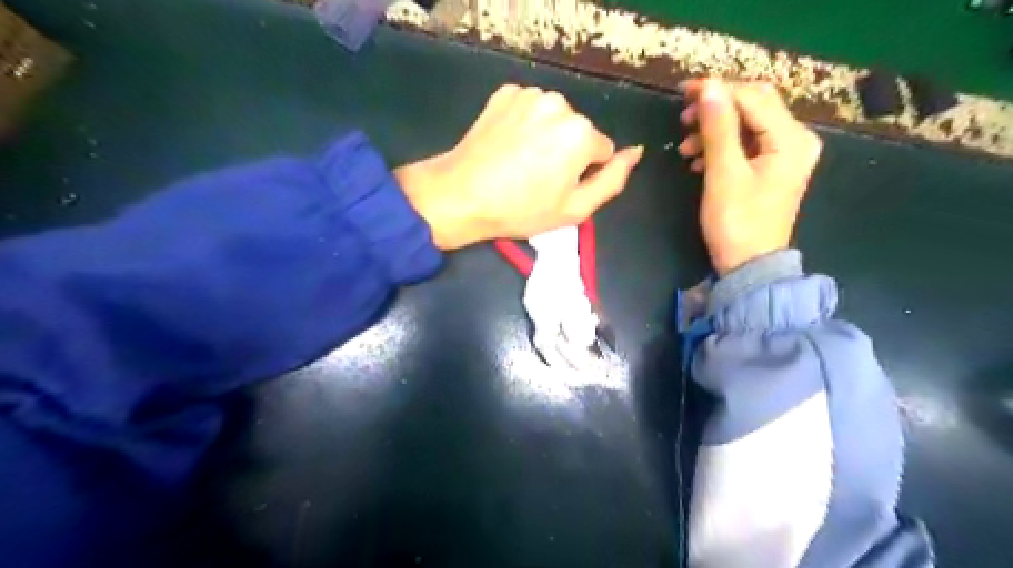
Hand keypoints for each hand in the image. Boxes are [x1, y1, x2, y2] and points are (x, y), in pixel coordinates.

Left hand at [393, 84, 638, 250]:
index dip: (584, 174)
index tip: (558, 189)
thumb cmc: (521, 209)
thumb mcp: (575, 209)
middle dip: (566, 152)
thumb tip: (635, 152)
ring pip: (554, 118)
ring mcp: (530, 94)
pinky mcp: (505, 92)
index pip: (602, 151)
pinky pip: (529, 108)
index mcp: (581, 133)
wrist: (462, 195)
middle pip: (579, 131)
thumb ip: (613, 180)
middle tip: (537, 179)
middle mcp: (560, 104)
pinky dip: (524, 124)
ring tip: (520, 162)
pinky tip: (508, 145)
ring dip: (546, 136)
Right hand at [670, 78, 821, 274]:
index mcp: (790, 139)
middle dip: (716, 108)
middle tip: (683, 118)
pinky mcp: (771, 168)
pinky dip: (721, 145)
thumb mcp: (723, 174)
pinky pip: (745, 143)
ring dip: (714, 129)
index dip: (718, 90)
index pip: (753, 97)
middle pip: (754, 105)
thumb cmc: (736, 223)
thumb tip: (709, 88)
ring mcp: (784, 155)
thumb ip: (718, 128)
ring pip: (747, 124)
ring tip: (685, 148)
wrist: (749, 266)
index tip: (682, 92)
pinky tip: (699, 160)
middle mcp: (795, 140)